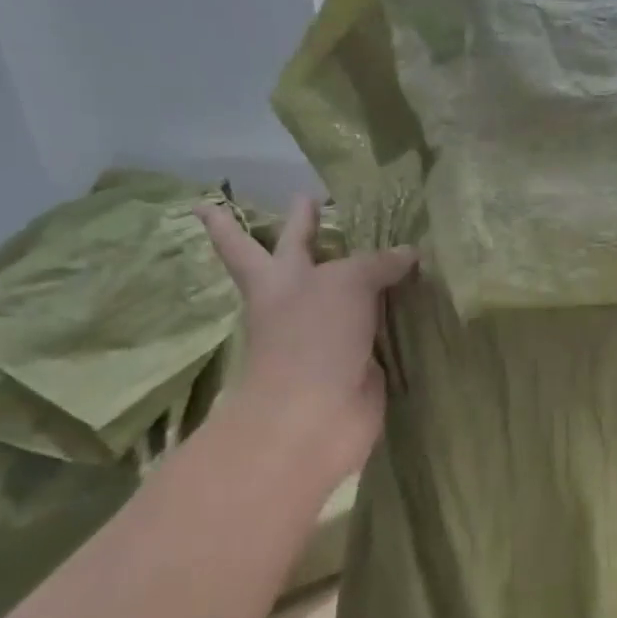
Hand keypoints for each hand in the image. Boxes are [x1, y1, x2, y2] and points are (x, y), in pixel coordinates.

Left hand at [195, 196, 416, 474]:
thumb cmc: (313, 337)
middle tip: (308, 203)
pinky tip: (412, 293)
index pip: (243, 244)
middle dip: (303, 234)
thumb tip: (409, 254)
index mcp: (274, 280)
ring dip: (361, 271)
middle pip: (296, 261)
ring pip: (344, 292)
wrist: (317, 414)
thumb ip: (376, 262)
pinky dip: (393, 308)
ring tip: (383, 242)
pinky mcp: (359, 357)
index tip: (204, 203)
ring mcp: (326, 333)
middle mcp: (295, 303)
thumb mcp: (345, 282)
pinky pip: (378, 323)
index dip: (227, 224)